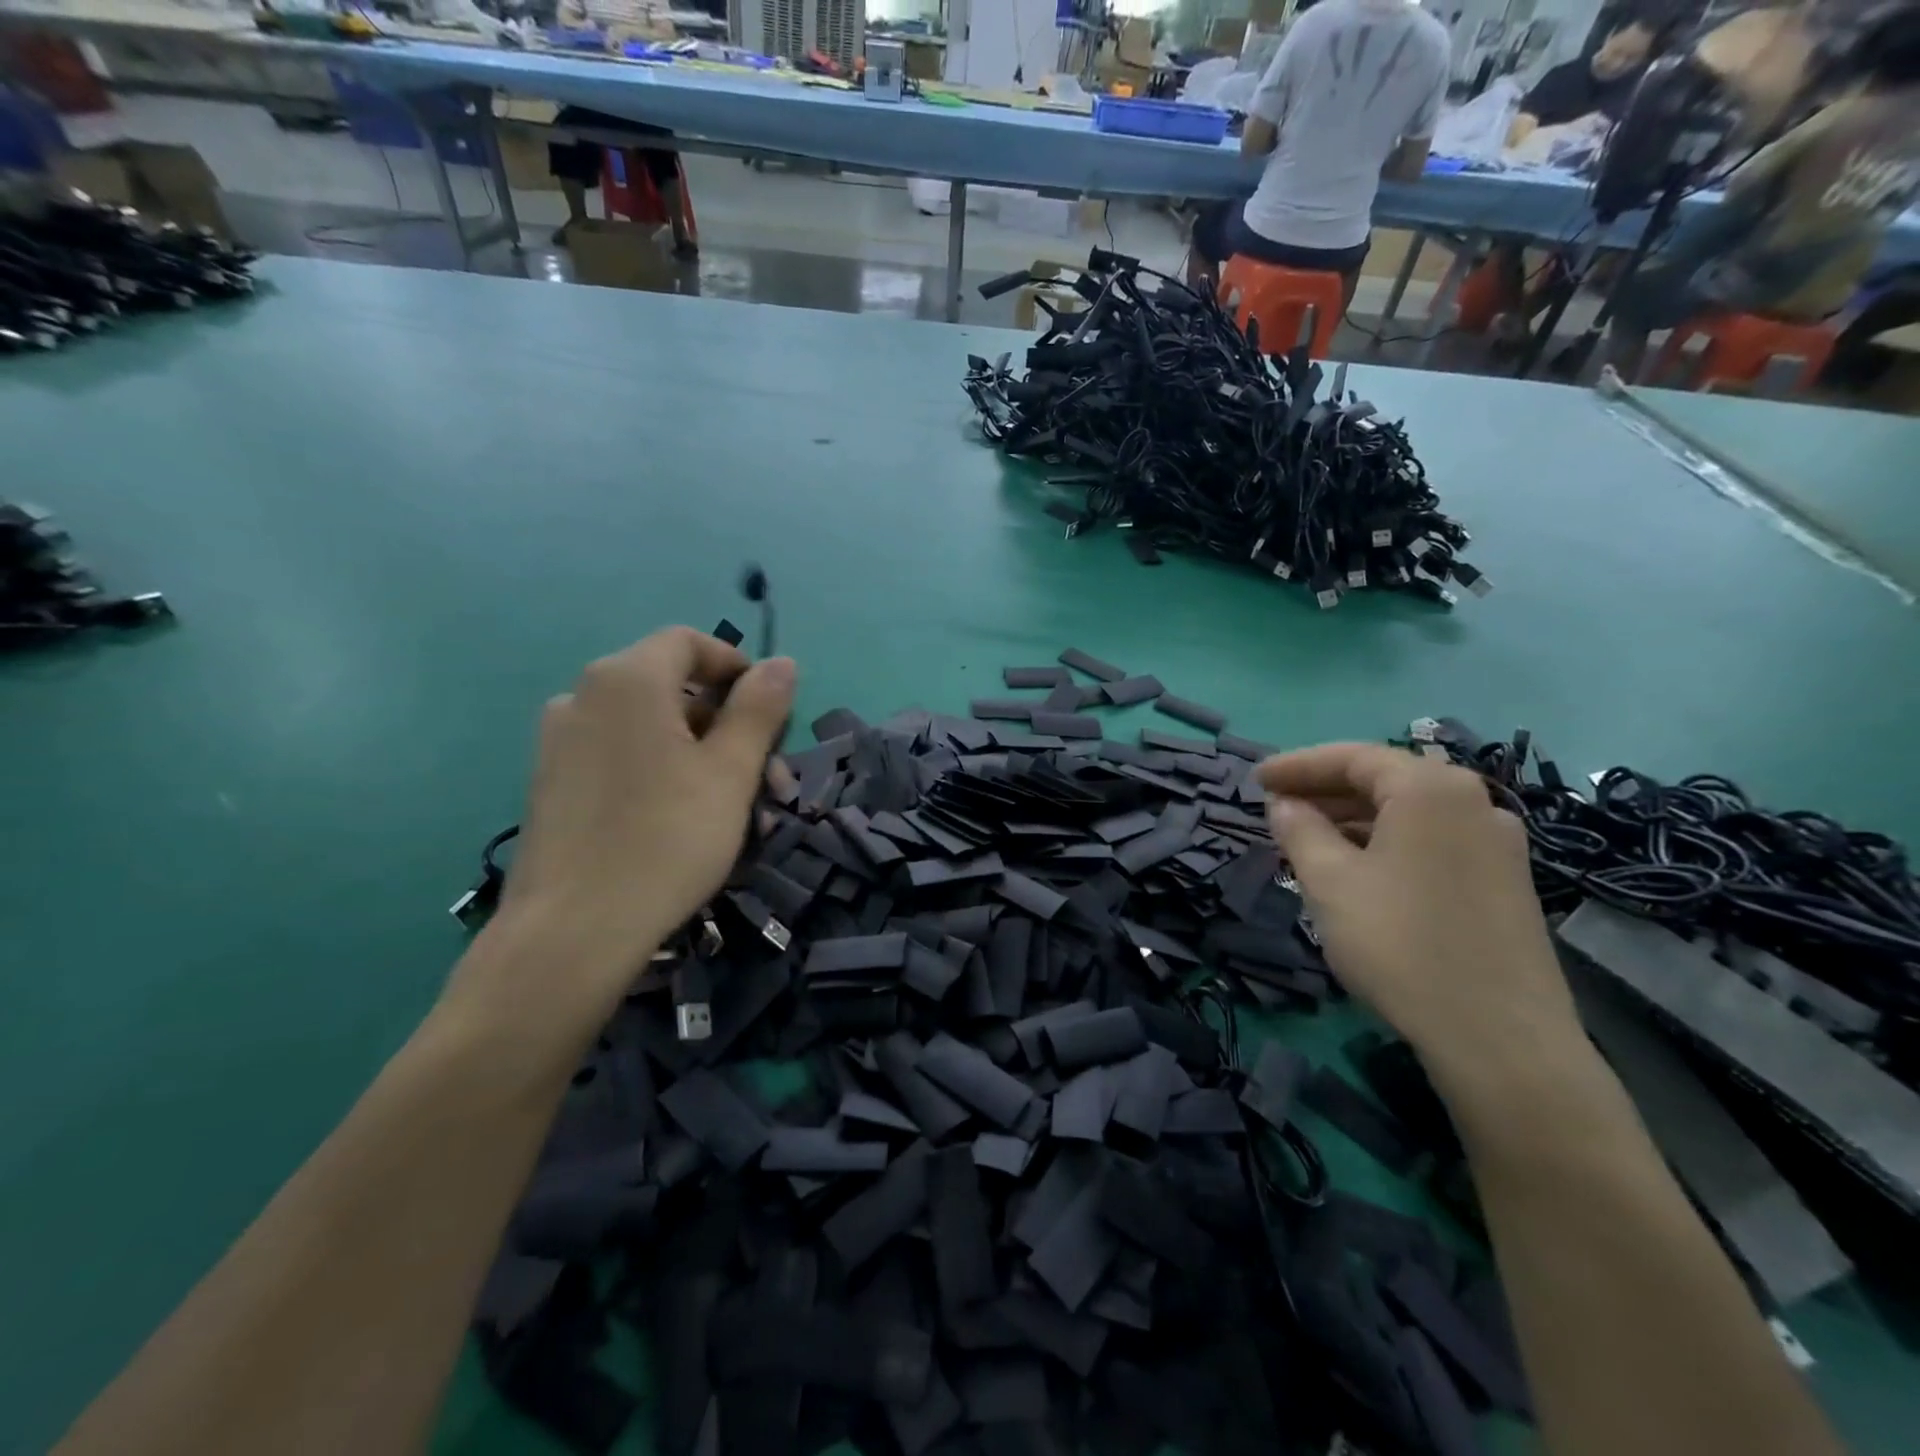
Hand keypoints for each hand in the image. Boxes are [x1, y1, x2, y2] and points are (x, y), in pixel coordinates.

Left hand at [450, 628, 794, 1031]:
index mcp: (628, 679)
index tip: (772, 714)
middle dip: (732, 729)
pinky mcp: (553, 783)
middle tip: (772, 784)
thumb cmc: (667, 839)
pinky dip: (665, 775)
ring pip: (652, 731)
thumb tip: (782, 662)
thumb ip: (759, 709)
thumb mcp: (731, 771)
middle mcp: (585, 696)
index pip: (689, 643)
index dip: (737, 669)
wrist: (572, 931)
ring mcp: (561, 741)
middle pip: (674, 690)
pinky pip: (623, 758)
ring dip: (706, 759)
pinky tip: (692, 824)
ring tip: (743, 815)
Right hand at [1255, 743, 1583, 1096]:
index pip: (1352, 757)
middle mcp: (1472, 802)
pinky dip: (1386, 842)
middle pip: (1385, 780)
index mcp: (1430, 789)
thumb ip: (1299, 830)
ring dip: (1353, 818)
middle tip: (1276, 807)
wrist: (1500, 1038)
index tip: (1255, 780)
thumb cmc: (1400, 944)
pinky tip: (1357, 868)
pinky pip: (1431, 840)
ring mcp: (1497, 842)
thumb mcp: (1330, 882)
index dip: (1297, 766)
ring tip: (1306, 839)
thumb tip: (1283, 804)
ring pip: (1409, 813)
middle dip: (1325, 791)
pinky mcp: (1504, 881)